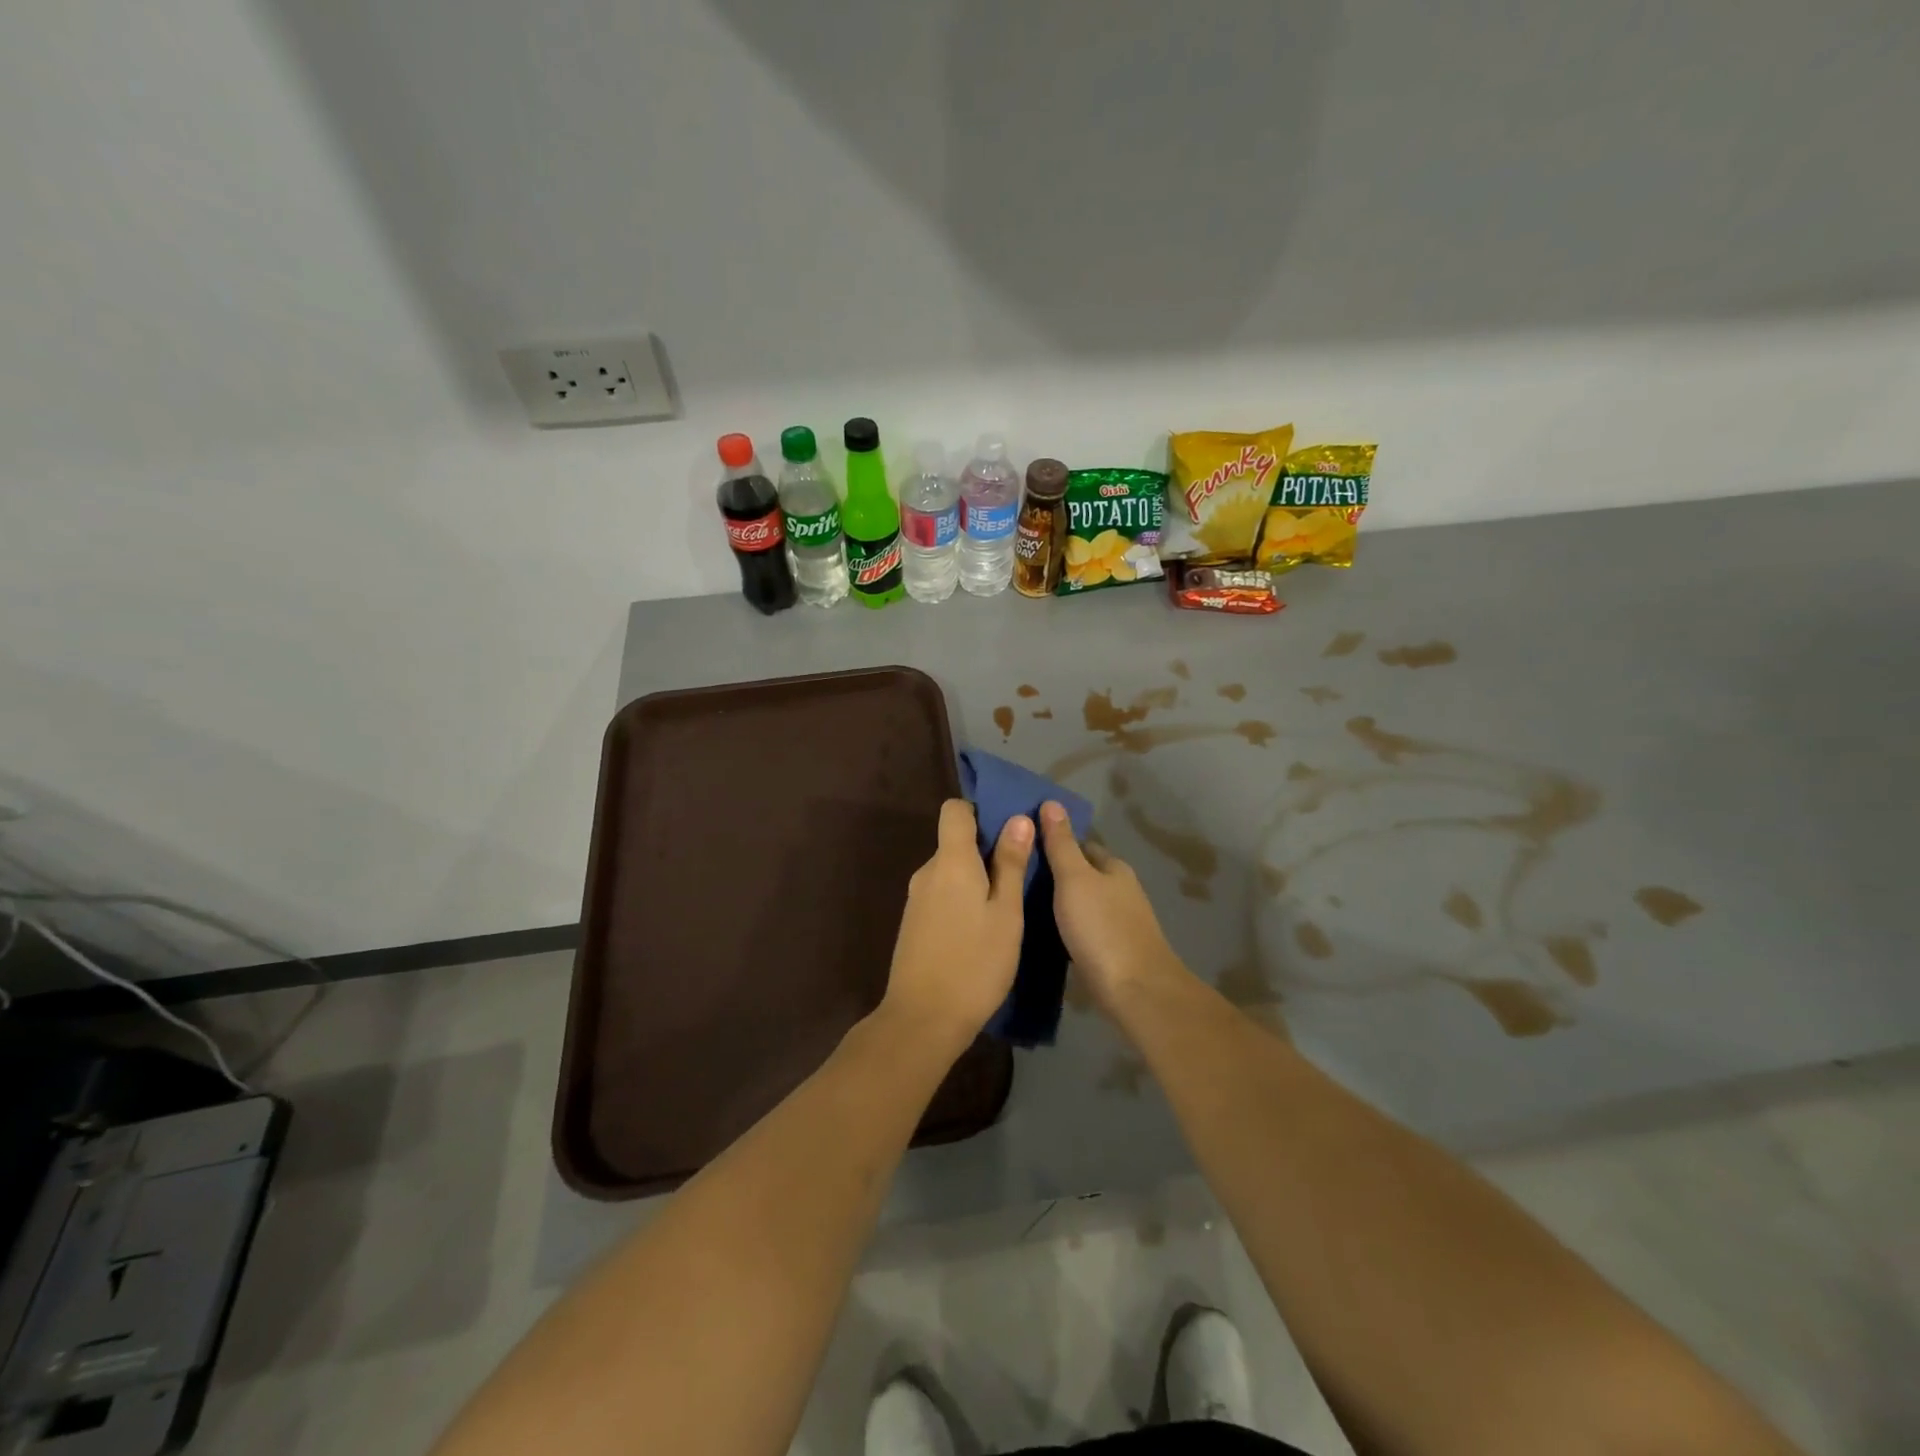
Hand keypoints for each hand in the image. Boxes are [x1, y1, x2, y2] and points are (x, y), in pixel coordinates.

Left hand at [879, 799, 1032, 1056]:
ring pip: (950, 872)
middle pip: (955, 842)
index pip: (955, 810)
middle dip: (986, 850)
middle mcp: (927, 872)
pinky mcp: (914, 924)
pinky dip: (962, 900)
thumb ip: (1011, 864)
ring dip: (977, 879)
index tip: (1009, 832)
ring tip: (1008, 906)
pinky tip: (982, 930)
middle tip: (1022, 874)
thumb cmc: (974, 963)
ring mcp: (916, 899)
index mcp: (950, 861)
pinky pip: (942, 895)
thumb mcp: (1006, 913)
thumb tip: (1018, 818)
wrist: (922, 1020)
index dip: (981, 812)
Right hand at [1038, 800, 1185, 1012]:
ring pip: (1083, 902)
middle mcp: (1120, 890)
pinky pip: (1084, 928)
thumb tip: (1052, 802)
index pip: (1081, 844)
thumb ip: (1061, 844)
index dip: (1054, 842)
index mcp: (1114, 868)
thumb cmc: (1102, 928)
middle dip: (1055, 873)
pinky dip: (1067, 926)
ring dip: (1060, 901)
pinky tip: (1045, 933)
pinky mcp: (1114, 950)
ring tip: (1022, 904)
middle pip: (1083, 873)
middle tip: (1016, 876)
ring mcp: (1119, 922)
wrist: (1135, 991)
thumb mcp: (1074, 879)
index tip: (1023, 846)